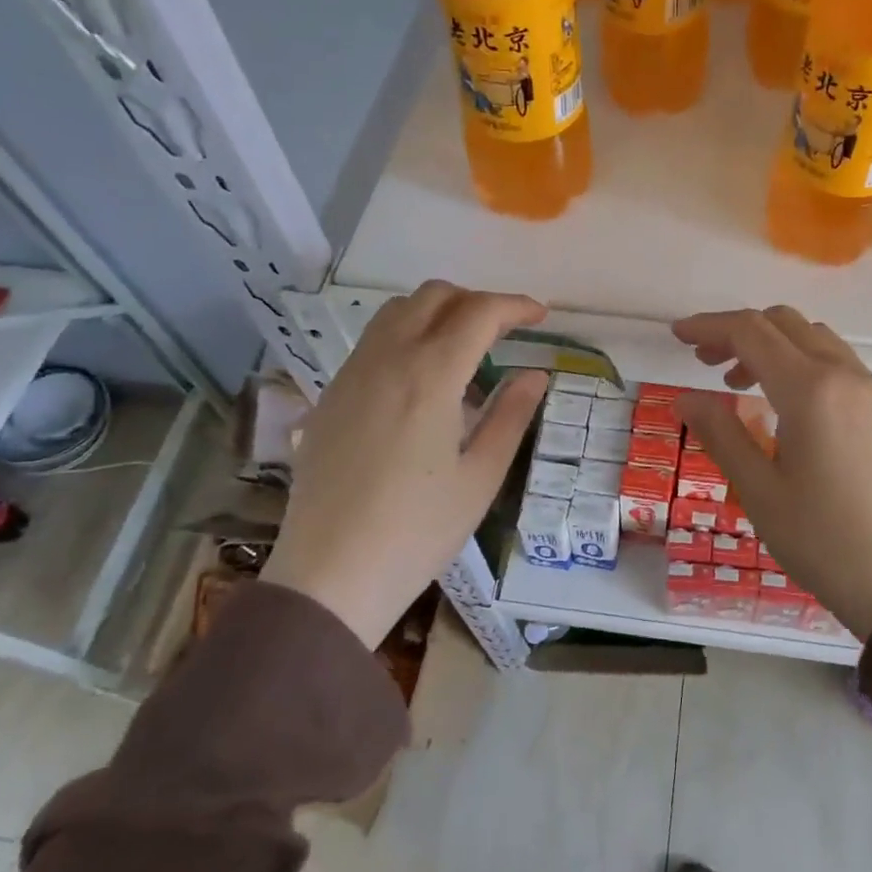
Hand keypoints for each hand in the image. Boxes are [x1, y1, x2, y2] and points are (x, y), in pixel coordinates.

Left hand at [261, 282, 547, 646]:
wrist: (330, 574)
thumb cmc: (419, 531)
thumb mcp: (481, 477)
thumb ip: (511, 416)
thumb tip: (535, 374)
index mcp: (430, 377)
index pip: (478, 313)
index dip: (515, 306)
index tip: (541, 317)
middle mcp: (386, 359)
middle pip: (433, 296)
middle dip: (476, 302)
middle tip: (505, 332)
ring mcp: (351, 374)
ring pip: (396, 311)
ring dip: (438, 313)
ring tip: (464, 350)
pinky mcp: (330, 396)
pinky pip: (373, 341)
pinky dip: (407, 336)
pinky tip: (422, 381)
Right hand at [671, 307, 871, 638]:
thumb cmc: (824, 541)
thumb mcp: (759, 492)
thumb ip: (720, 434)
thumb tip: (686, 397)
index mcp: (810, 390)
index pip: (750, 332)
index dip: (708, 326)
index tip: (677, 335)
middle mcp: (846, 375)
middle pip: (784, 323)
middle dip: (738, 331)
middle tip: (704, 361)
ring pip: (814, 338)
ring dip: (772, 345)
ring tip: (739, 384)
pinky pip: (838, 362)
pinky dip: (802, 362)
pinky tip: (786, 403)